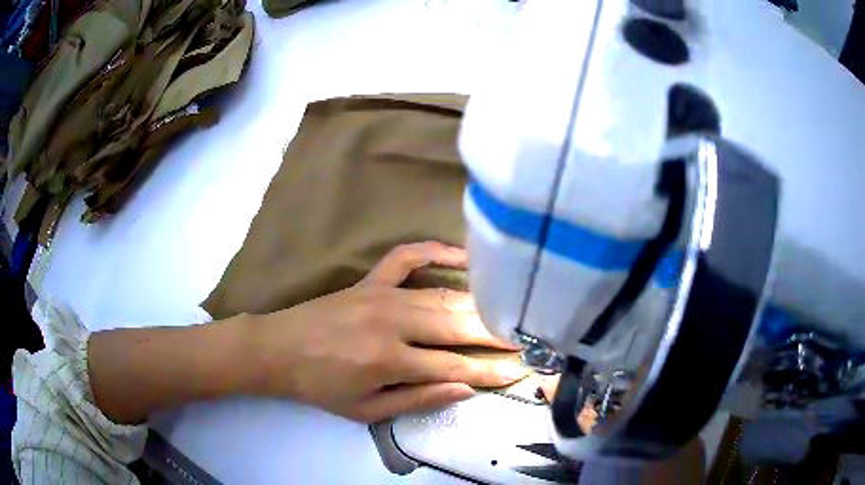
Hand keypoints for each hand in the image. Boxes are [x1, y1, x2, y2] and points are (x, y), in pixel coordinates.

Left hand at [246, 242, 527, 422]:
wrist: (278, 350)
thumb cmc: (321, 387)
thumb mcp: (367, 410)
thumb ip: (418, 399)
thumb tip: (466, 388)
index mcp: (389, 359)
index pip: (455, 365)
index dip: (491, 370)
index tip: (521, 370)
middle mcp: (392, 321)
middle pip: (457, 326)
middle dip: (496, 334)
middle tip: (526, 337)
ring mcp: (382, 294)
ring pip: (443, 296)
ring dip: (478, 305)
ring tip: (507, 311)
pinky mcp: (371, 280)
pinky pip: (408, 257)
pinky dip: (436, 251)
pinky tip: (463, 254)